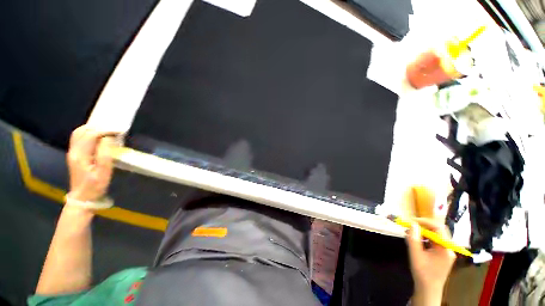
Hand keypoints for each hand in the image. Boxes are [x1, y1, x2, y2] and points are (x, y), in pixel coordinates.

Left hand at [67, 125, 115, 201]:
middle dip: (98, 127)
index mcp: (80, 155)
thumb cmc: (95, 186)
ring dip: (93, 128)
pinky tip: (98, 136)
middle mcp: (74, 151)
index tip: (119, 131)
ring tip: (107, 130)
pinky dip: (89, 133)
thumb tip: (108, 139)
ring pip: (79, 133)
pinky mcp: (75, 154)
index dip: (105, 130)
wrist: (83, 197)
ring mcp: (73, 152)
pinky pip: (79, 138)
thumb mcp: (103, 172)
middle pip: (82, 131)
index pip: (91, 135)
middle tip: (113, 128)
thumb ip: (105, 154)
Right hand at [406, 218, 455, 304]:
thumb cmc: (422, 273)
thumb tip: (412, 224)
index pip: (438, 228)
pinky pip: (433, 242)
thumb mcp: (415, 255)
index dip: (425, 221)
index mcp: (445, 248)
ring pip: (434, 236)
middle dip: (422, 226)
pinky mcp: (442, 255)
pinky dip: (424, 239)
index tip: (411, 221)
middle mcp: (448, 248)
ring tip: (409, 235)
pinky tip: (415, 242)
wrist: (428, 290)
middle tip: (409, 227)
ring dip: (422, 233)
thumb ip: (414, 239)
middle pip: (437, 231)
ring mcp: (446, 252)